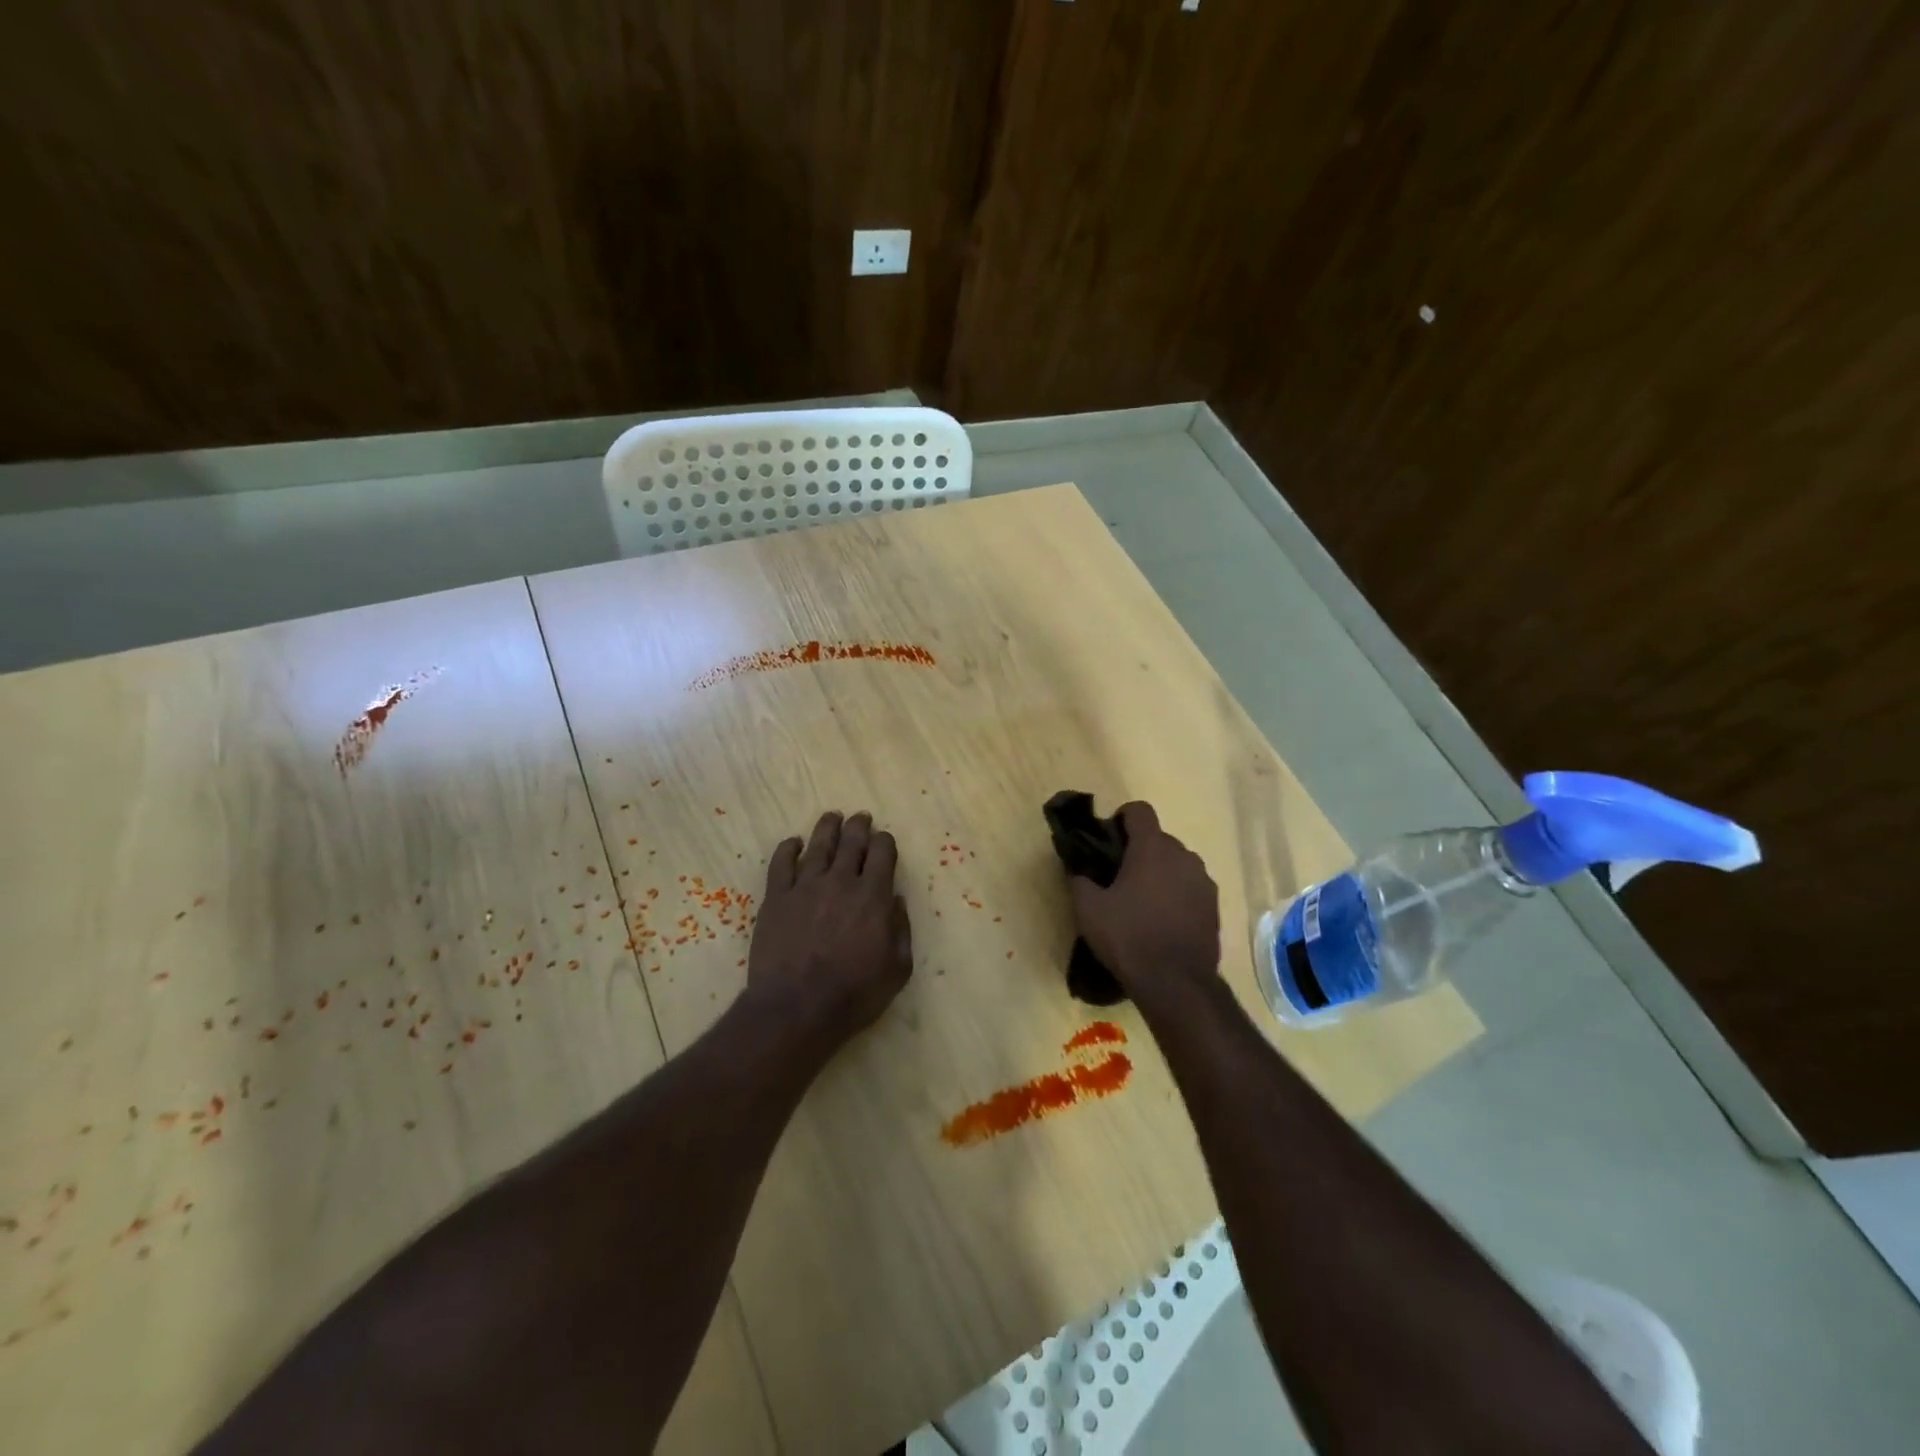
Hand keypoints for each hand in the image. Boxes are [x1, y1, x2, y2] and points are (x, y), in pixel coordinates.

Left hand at [747, 811, 911, 1046]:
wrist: (797, 1007)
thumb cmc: (854, 993)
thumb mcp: (897, 969)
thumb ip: (901, 930)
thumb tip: (896, 900)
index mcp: (874, 896)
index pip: (883, 853)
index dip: (885, 842)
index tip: (884, 840)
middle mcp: (841, 881)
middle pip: (852, 841)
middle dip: (859, 826)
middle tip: (861, 817)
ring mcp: (805, 886)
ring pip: (818, 845)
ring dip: (828, 828)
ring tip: (832, 817)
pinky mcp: (777, 898)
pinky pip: (781, 863)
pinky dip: (787, 848)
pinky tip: (792, 842)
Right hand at [1069, 802, 1220, 1008]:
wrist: (1176, 984)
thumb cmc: (1128, 937)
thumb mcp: (1088, 910)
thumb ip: (1080, 880)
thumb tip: (1078, 870)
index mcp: (1152, 848)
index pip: (1139, 810)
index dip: (1121, 818)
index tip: (1108, 840)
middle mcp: (1183, 855)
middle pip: (1158, 838)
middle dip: (1139, 850)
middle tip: (1118, 877)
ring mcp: (1203, 881)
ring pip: (1176, 863)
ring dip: (1159, 872)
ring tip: (1141, 901)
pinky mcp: (1214, 906)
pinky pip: (1190, 886)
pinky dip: (1176, 893)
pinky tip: (1162, 920)